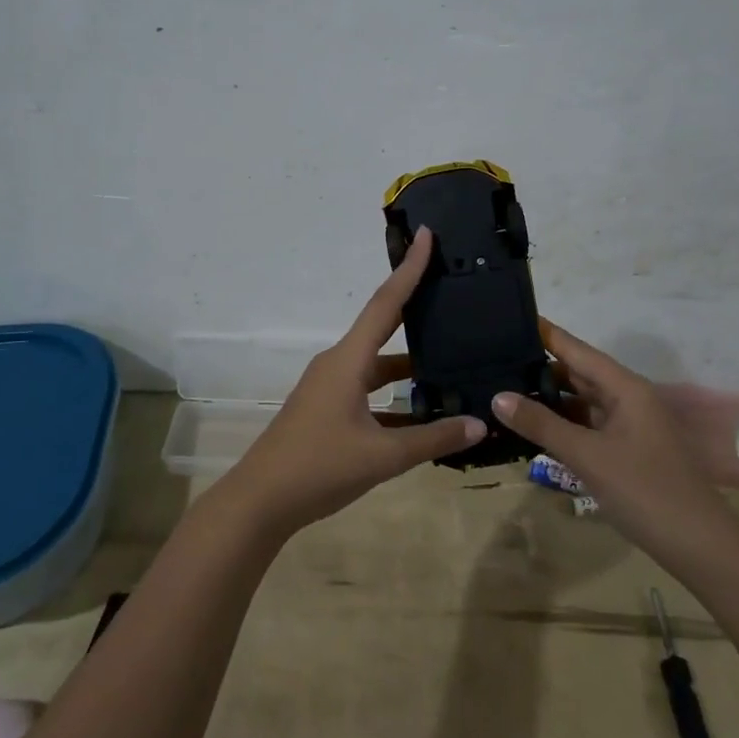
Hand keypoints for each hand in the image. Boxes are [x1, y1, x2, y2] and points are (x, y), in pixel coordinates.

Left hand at [220, 226, 485, 536]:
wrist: (259, 502)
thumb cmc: (318, 468)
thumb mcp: (382, 456)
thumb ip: (433, 439)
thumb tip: (479, 424)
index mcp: (348, 360)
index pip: (386, 303)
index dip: (409, 269)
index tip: (426, 235)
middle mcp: (339, 364)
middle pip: (383, 326)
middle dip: (415, 306)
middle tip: (450, 288)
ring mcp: (330, 387)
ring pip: (378, 363)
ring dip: (410, 361)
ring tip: (452, 356)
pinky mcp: (328, 410)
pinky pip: (369, 390)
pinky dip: (395, 395)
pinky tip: (424, 411)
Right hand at [492, 323, 738, 580]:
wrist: (698, 546)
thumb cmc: (644, 490)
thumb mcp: (587, 456)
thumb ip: (542, 425)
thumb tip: (498, 397)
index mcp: (625, 388)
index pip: (577, 349)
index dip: (546, 334)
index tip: (512, 317)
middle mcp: (627, 399)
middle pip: (579, 373)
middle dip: (540, 367)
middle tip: (495, 358)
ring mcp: (628, 426)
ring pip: (582, 402)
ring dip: (549, 398)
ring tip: (505, 389)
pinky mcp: (626, 451)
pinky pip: (588, 426)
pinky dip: (562, 424)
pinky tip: (533, 427)